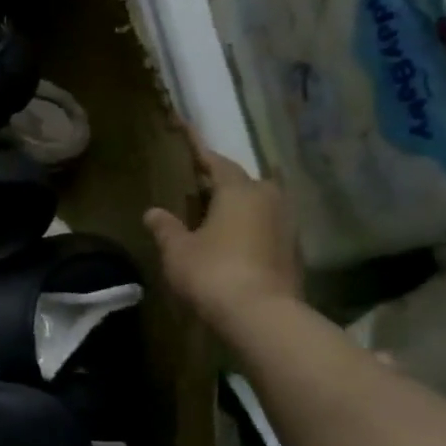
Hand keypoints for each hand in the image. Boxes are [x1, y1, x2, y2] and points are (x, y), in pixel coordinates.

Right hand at [145, 149, 300, 333]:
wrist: (262, 315)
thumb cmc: (213, 272)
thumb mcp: (177, 250)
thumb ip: (166, 227)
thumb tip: (153, 212)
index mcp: (239, 190)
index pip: (215, 161)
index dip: (197, 148)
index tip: (184, 131)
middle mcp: (268, 198)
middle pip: (241, 181)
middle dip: (220, 181)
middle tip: (196, 185)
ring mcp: (286, 225)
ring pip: (256, 205)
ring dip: (235, 207)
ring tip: (211, 214)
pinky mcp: (292, 251)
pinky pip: (264, 228)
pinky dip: (246, 229)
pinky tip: (229, 241)